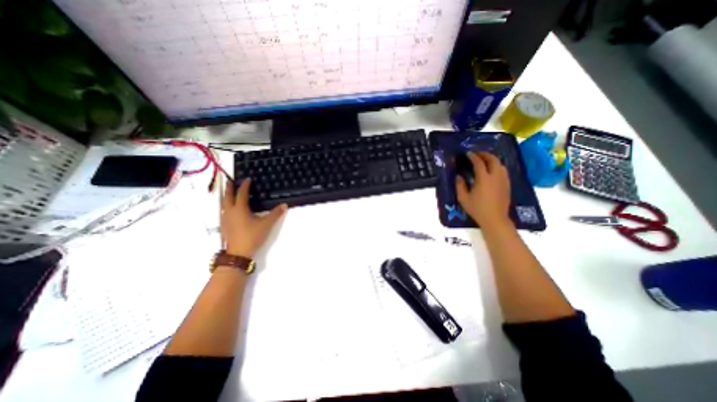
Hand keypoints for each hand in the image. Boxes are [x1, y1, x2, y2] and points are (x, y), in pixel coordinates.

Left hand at [219, 178, 287, 257]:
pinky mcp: (224, 226)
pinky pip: (223, 211)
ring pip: (223, 204)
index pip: (242, 193)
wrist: (238, 253)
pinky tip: (229, 209)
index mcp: (240, 209)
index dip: (245, 185)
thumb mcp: (266, 224)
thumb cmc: (252, 236)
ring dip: (226, 196)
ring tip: (228, 193)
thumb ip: (275, 214)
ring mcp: (225, 219)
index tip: (248, 179)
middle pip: (228, 197)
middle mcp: (230, 211)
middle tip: (230, 181)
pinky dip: (226, 205)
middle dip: (229, 188)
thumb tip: (285, 205)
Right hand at [457, 153, 511, 228]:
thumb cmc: (477, 209)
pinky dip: (497, 166)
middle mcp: (495, 176)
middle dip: (485, 154)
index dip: (473, 156)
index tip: (468, 154)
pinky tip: (492, 170)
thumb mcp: (463, 198)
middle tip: (477, 154)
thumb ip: (460, 186)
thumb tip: (458, 176)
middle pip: (493, 160)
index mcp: (484, 179)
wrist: (495, 219)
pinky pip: (503, 171)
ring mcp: (503, 180)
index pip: (479, 163)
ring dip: (492, 159)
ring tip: (485, 160)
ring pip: (500, 164)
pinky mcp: (507, 185)